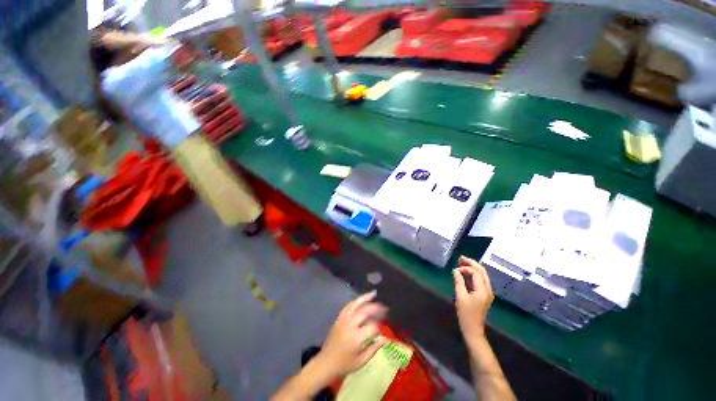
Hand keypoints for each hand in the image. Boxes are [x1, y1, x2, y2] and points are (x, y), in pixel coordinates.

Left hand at [315, 291, 387, 378]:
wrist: (326, 363)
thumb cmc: (345, 364)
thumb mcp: (361, 361)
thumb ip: (373, 349)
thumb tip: (385, 338)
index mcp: (356, 338)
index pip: (372, 326)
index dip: (379, 326)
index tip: (383, 328)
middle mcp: (350, 325)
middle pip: (365, 311)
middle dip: (376, 308)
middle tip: (384, 307)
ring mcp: (343, 320)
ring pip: (355, 304)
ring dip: (365, 298)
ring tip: (374, 294)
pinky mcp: (339, 318)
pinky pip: (348, 306)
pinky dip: (355, 301)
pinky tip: (361, 299)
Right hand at [454, 256, 493, 340]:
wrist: (473, 329)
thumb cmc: (466, 314)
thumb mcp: (460, 296)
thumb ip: (459, 281)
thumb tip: (455, 270)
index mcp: (483, 289)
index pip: (476, 272)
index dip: (466, 268)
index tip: (455, 270)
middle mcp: (488, 289)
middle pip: (482, 271)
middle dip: (472, 263)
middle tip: (461, 258)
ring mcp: (487, 292)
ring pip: (482, 275)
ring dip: (473, 268)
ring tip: (462, 263)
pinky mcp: (484, 295)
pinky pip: (480, 281)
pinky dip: (473, 275)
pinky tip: (465, 273)